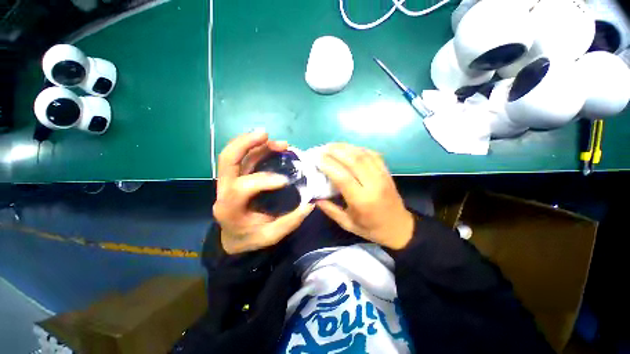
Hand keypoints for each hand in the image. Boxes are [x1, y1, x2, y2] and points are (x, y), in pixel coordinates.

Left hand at [213, 132, 314, 253]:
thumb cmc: (249, 239)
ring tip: (276, 141)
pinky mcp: (232, 177)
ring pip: (231, 154)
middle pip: (227, 160)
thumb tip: (310, 204)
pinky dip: (253, 148)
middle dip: (245, 143)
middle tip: (266, 134)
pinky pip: (239, 157)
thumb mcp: (270, 237)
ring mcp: (225, 182)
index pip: (241, 188)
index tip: (286, 180)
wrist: (231, 240)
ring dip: (252, 142)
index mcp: (228, 209)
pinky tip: (270, 145)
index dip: (263, 180)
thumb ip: (289, 222)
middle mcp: (222, 191)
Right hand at [315, 143, 414, 249]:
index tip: (316, 159)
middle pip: (353, 161)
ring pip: (363, 155)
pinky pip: (373, 155)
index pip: (343, 177)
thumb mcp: (349, 225)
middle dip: (335, 152)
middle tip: (321, 149)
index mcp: (362, 201)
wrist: (399, 227)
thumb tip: (314, 197)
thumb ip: (331, 211)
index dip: (328, 165)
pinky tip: (349, 148)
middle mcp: (373, 185)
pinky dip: (359, 149)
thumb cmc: (372, 229)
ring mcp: (382, 177)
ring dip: (346, 147)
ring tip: (332, 146)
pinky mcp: (387, 173)